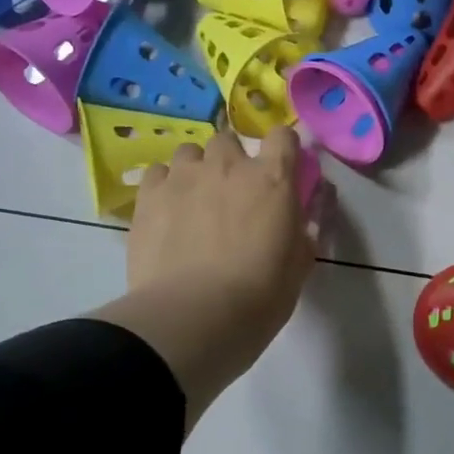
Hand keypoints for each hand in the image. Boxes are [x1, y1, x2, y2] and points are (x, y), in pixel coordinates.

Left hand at [129, 127, 313, 332]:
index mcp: (273, 179)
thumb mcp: (300, 264)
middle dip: (232, 161)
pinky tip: (166, 211)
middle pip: (229, 140)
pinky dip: (164, 185)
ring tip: (194, 201)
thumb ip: (304, 228)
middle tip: (232, 195)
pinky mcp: (149, 195)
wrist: (194, 317)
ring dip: (196, 169)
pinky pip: (157, 173)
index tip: (280, 169)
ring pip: (190, 152)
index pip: (282, 137)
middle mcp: (228, 166)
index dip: (282, 149)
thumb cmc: (260, 295)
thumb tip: (304, 211)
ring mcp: (184, 177)